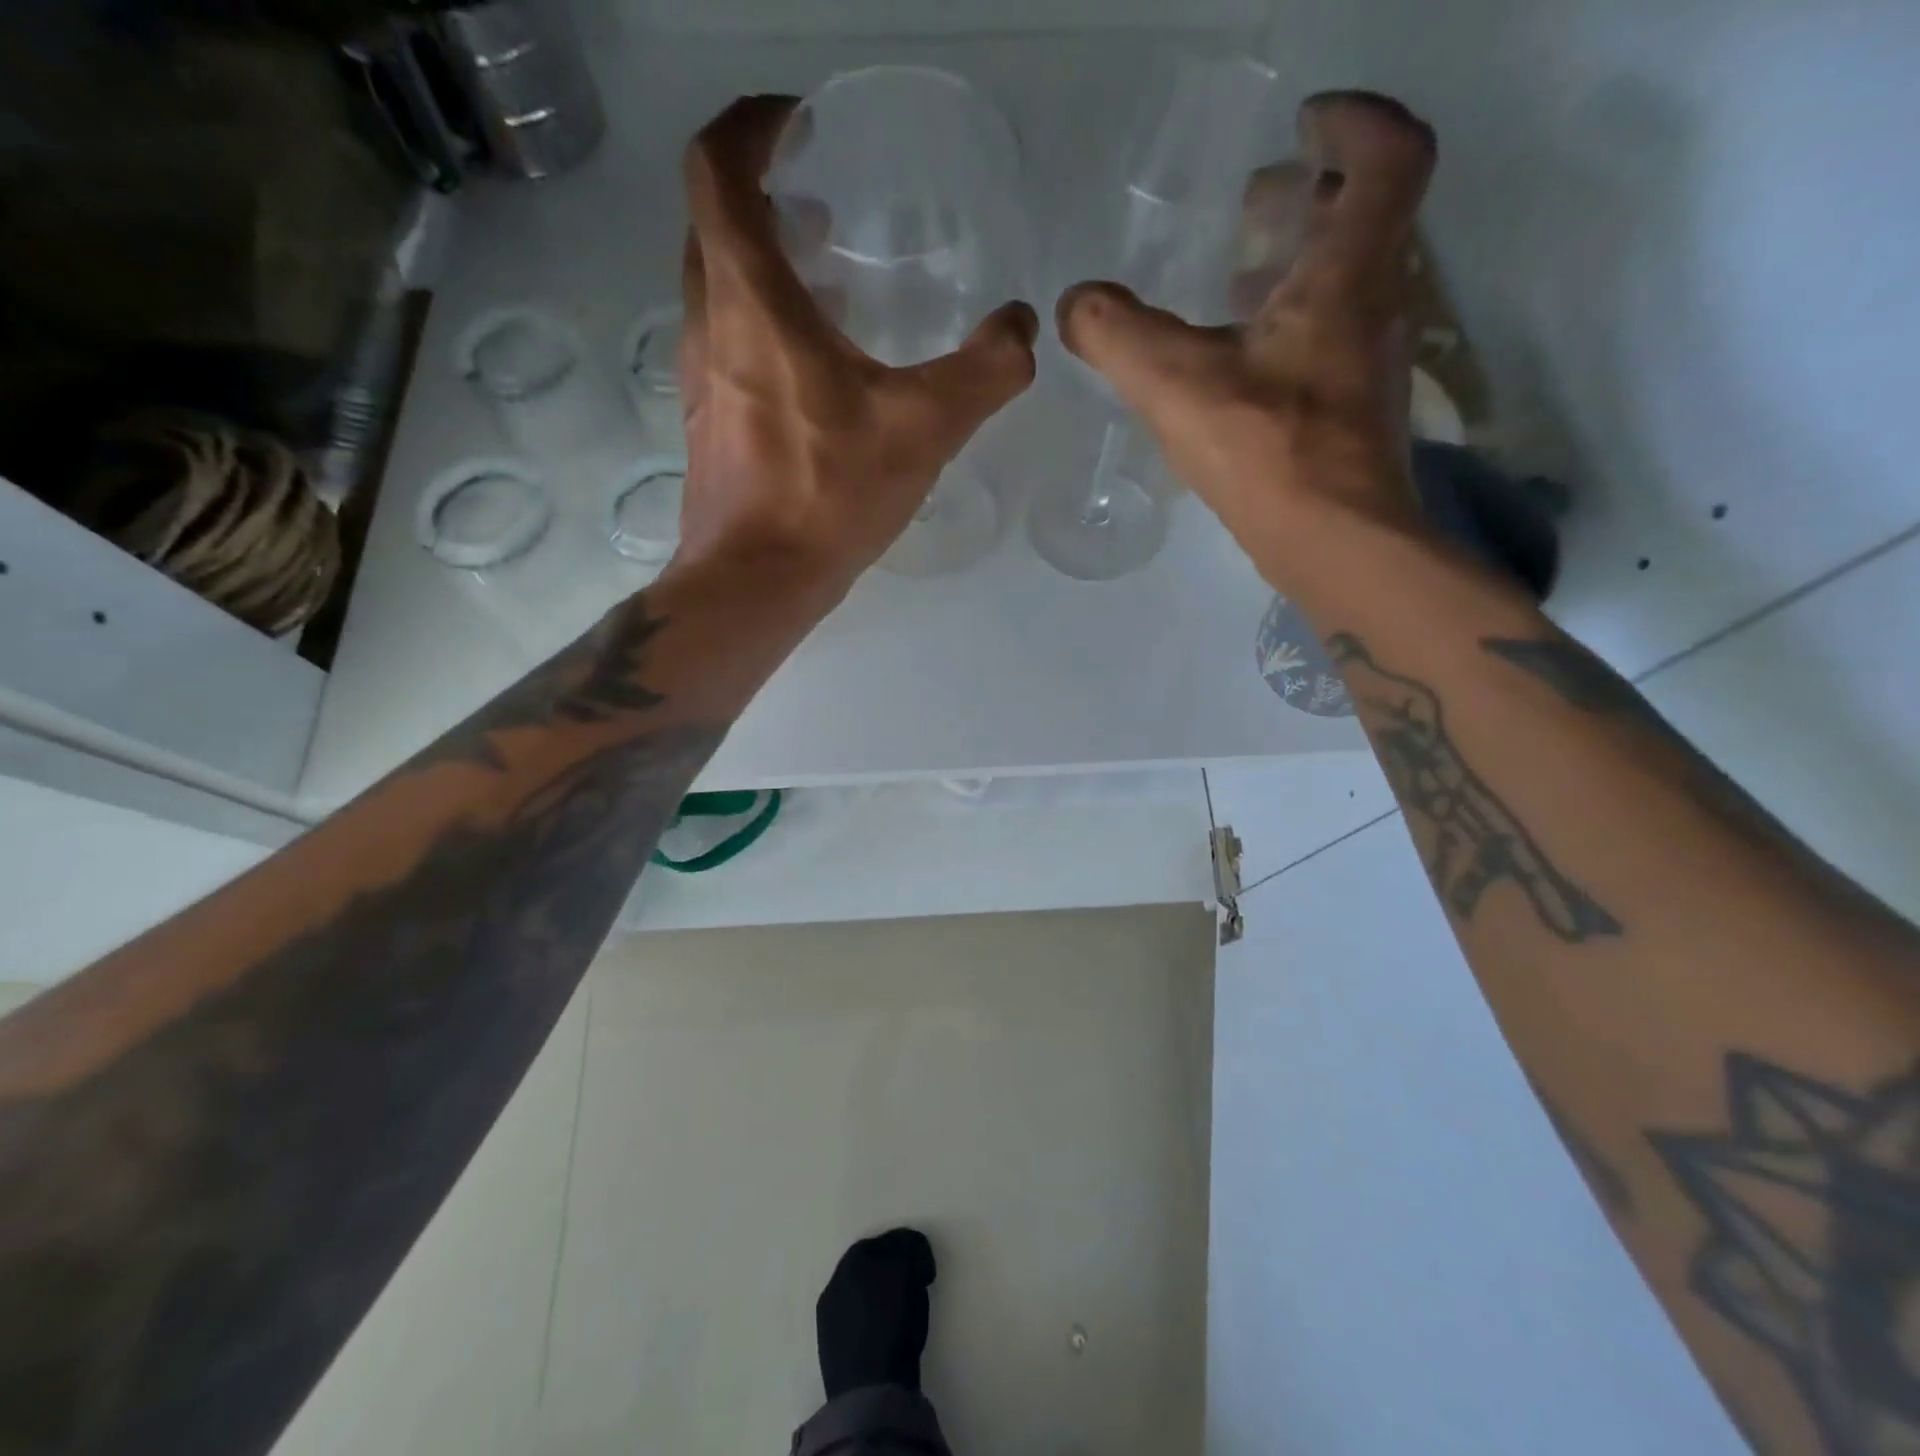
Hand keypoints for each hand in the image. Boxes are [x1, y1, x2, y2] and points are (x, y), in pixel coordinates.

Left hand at [674, 95, 1039, 598]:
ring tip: (829, 284)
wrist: (756, 582)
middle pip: (712, 224)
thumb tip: (1022, 329)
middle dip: (760, 195)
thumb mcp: (923, 427)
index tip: (796, 124)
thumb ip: (985, 370)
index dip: (750, 125)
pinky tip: (817, 372)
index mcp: (750, 299)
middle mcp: (709, 325)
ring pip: (718, 290)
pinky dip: (763, 328)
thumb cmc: (827, 495)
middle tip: (821, 208)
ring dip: (762, 267)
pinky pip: (727, 346)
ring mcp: (698, 379)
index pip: (717, 167)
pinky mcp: (707, 424)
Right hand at [1057, 91, 1437, 579]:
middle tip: (1252, 203)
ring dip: (1301, 264)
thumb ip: (1118, 335)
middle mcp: (1378, 303)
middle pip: (1366, 217)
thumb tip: (1075, 305)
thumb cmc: (1266, 449)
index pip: (1389, 154)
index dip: (1353, 121)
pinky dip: (1294, 323)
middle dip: (1312, 195)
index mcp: (1348, 273)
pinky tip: (1243, 358)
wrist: (1333, 541)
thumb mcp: (1175, 384)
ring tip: (1238, 277)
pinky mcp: (1359, 408)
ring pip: (1349, 281)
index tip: (1300, 125)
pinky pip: (1333, 337)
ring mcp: (1373, 360)